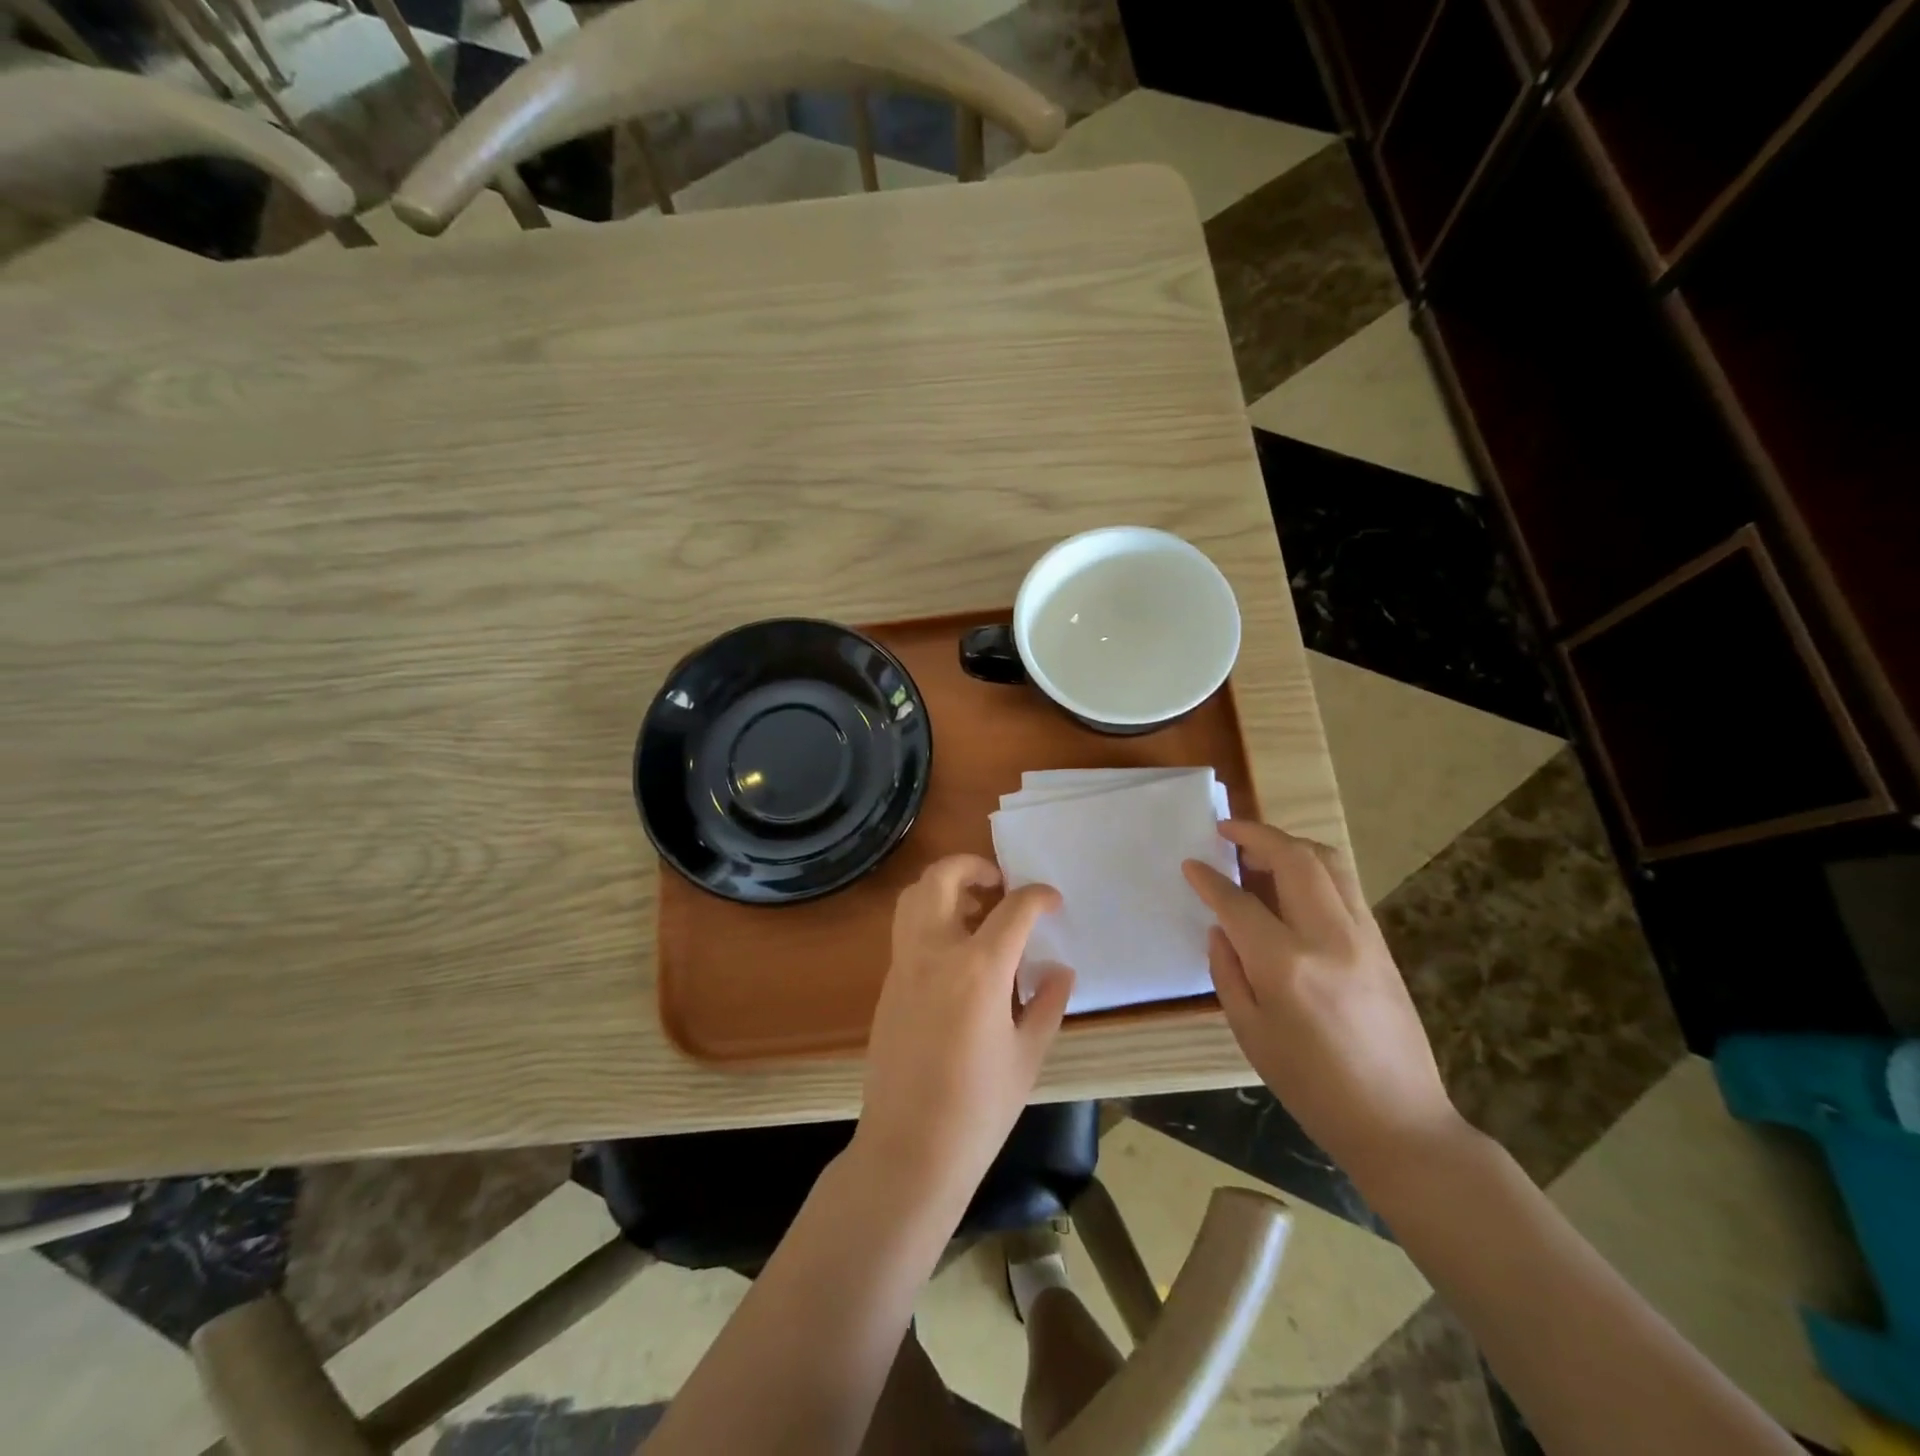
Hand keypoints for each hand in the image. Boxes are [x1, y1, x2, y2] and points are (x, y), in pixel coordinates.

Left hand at [853, 855, 1073, 1214]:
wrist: (909, 1150)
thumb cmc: (979, 1109)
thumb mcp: (1027, 1056)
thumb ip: (1045, 1004)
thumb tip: (1060, 970)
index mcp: (978, 969)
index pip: (1013, 909)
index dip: (1038, 896)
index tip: (1052, 901)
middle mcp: (934, 952)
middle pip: (943, 877)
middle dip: (974, 866)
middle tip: (999, 885)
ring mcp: (904, 965)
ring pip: (914, 895)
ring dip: (945, 887)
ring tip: (976, 911)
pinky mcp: (888, 983)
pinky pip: (907, 929)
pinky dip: (930, 917)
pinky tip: (957, 953)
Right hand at [1183, 821, 1461, 1181]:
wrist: (1397, 1121)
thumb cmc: (1310, 1085)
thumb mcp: (1250, 1033)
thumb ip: (1227, 971)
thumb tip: (1221, 928)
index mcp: (1286, 965)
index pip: (1238, 902)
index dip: (1209, 879)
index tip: (1190, 864)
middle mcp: (1329, 937)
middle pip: (1294, 859)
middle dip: (1256, 835)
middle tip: (1227, 831)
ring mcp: (1363, 937)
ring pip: (1328, 863)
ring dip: (1290, 844)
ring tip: (1260, 850)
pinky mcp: (1382, 944)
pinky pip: (1345, 886)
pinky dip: (1314, 869)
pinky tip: (1292, 884)